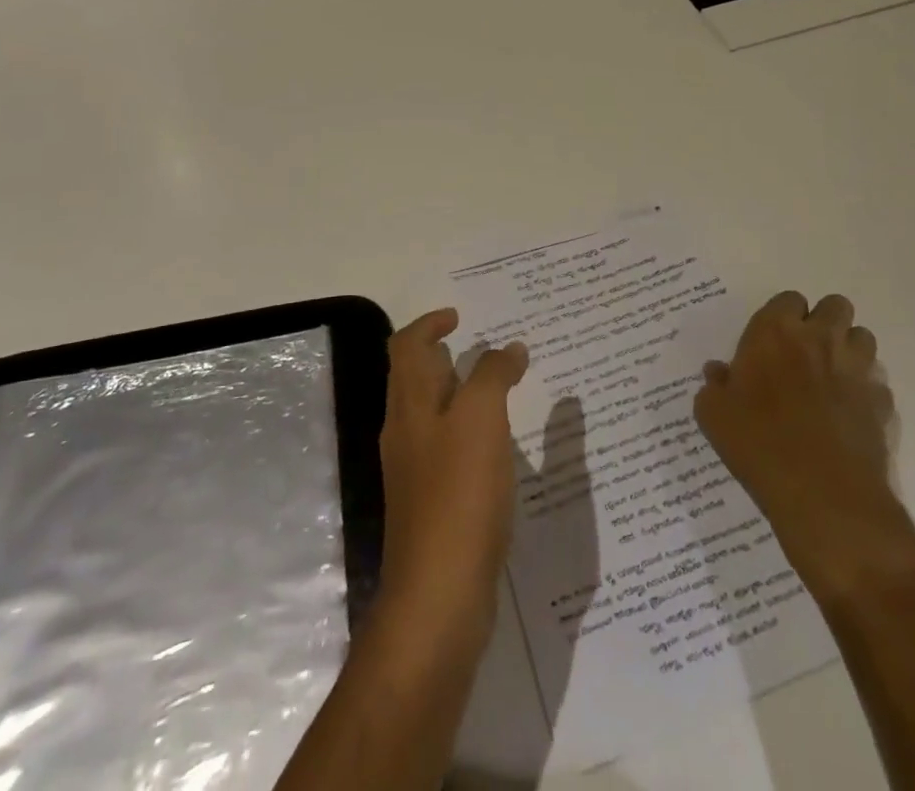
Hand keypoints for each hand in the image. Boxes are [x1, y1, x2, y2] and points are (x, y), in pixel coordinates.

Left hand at [376, 308, 528, 646]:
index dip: (428, 324)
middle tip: (483, 348)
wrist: (439, 596)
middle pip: (415, 379)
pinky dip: (469, 433)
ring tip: (498, 390)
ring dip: (459, 394)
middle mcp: (405, 433)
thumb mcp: (480, 419)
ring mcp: (415, 472)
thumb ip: (493, 376)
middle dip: (443, 356)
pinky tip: (498, 448)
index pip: (406, 346)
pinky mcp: (433, 506)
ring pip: (432, 416)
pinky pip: (448, 451)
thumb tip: (508, 347)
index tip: (459, 317)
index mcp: (410, 405)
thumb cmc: (458, 494)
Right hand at [694, 292, 914, 598]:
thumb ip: (714, 386)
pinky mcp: (882, 405)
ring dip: (848, 349)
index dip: (783, 317)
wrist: (824, 498)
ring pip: (863, 338)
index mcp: (775, 332)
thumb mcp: (713, 414)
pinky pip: (878, 383)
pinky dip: (866, 391)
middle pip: (835, 306)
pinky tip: (849, 415)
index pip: (788, 299)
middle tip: (806, 351)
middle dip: (824, 321)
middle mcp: (820, 339)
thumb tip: (719, 373)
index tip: (772, 342)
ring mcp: (857, 371)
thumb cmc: (758, 444)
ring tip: (831, 377)